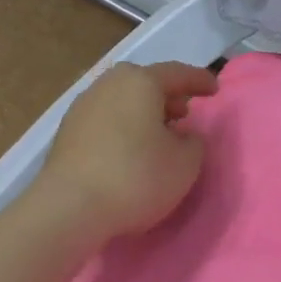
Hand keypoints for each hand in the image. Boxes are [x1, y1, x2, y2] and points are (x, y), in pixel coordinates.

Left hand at [35, 62, 219, 242]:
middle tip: (183, 113)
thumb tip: (183, 135)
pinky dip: (123, 127)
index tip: (214, 89)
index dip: (199, 80)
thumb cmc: (136, 177)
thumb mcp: (186, 163)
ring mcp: (82, 107)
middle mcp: (108, 85)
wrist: (69, 208)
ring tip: (157, 135)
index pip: (177, 73)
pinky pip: (105, 120)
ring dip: (142, 112)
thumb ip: (194, 142)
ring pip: (121, 100)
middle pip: (143, 82)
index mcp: (140, 82)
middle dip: (166, 95)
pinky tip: (130, 151)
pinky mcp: (66, 133)